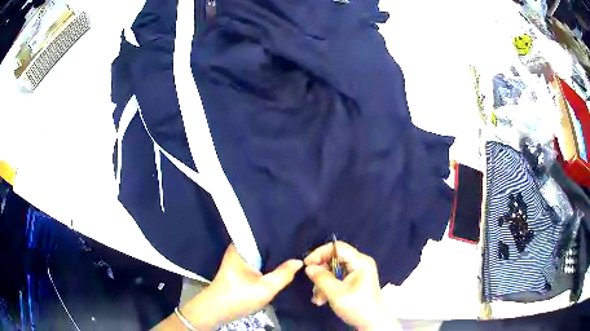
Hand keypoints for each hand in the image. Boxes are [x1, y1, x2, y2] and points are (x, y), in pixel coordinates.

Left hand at [182, 244, 302, 329]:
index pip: (263, 233)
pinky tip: (282, 265)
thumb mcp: (265, 288)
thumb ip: (283, 274)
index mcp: (241, 246)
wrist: (217, 310)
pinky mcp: (240, 269)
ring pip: (261, 254)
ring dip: (274, 256)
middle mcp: (239, 249)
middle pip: (263, 244)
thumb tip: (299, 261)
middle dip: (279, 245)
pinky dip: (268, 263)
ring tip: (295, 252)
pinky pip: (258, 261)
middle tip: (301, 245)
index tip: (297, 233)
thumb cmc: (238, 296)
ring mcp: (239, 259)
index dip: (280, 233)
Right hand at [304, 241, 386, 330]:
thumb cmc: (358, 307)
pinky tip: (322, 299)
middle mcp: (360, 263)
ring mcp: (358, 272)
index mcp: (360, 262)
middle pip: (334, 259)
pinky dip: (328, 287)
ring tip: (318, 298)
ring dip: (323, 282)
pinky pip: (338, 278)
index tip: (307, 264)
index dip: (320, 253)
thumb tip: (309, 267)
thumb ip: (321, 278)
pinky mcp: (355, 281)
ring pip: (334, 270)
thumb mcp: (336, 294)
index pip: (337, 247)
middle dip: (321, 272)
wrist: (372, 322)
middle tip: (312, 284)